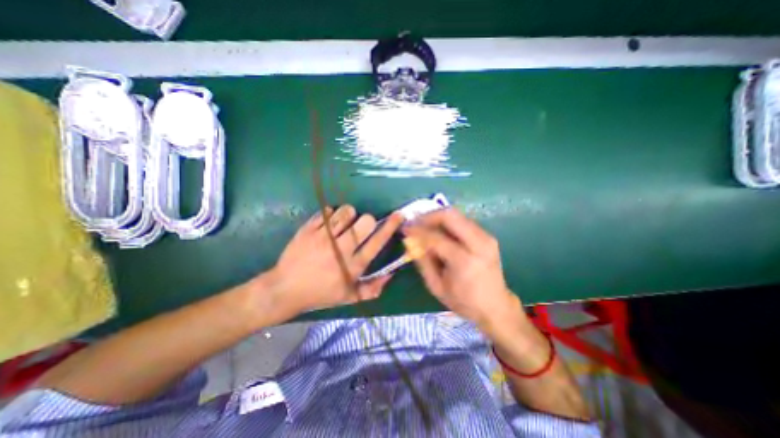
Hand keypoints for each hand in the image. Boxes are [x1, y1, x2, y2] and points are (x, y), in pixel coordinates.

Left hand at [262, 205, 405, 317]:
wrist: (284, 290)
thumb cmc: (320, 294)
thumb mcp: (348, 297)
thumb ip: (372, 288)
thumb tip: (391, 274)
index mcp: (353, 266)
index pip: (377, 242)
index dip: (390, 226)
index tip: (398, 215)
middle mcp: (341, 250)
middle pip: (364, 222)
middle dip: (367, 220)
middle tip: (360, 226)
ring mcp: (323, 238)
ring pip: (346, 212)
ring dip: (349, 215)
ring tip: (342, 224)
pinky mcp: (308, 230)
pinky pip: (327, 212)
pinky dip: (330, 215)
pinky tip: (326, 225)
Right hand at [401, 209, 516, 328]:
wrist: (496, 306)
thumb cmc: (464, 301)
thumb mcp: (437, 286)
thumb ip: (423, 261)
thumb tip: (410, 241)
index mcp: (465, 261)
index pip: (436, 237)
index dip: (417, 231)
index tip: (405, 228)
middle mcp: (479, 244)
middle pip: (450, 215)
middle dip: (428, 216)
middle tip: (415, 222)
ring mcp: (486, 237)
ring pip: (457, 214)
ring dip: (437, 218)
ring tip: (424, 227)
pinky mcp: (488, 236)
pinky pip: (463, 220)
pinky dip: (447, 222)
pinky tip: (439, 231)